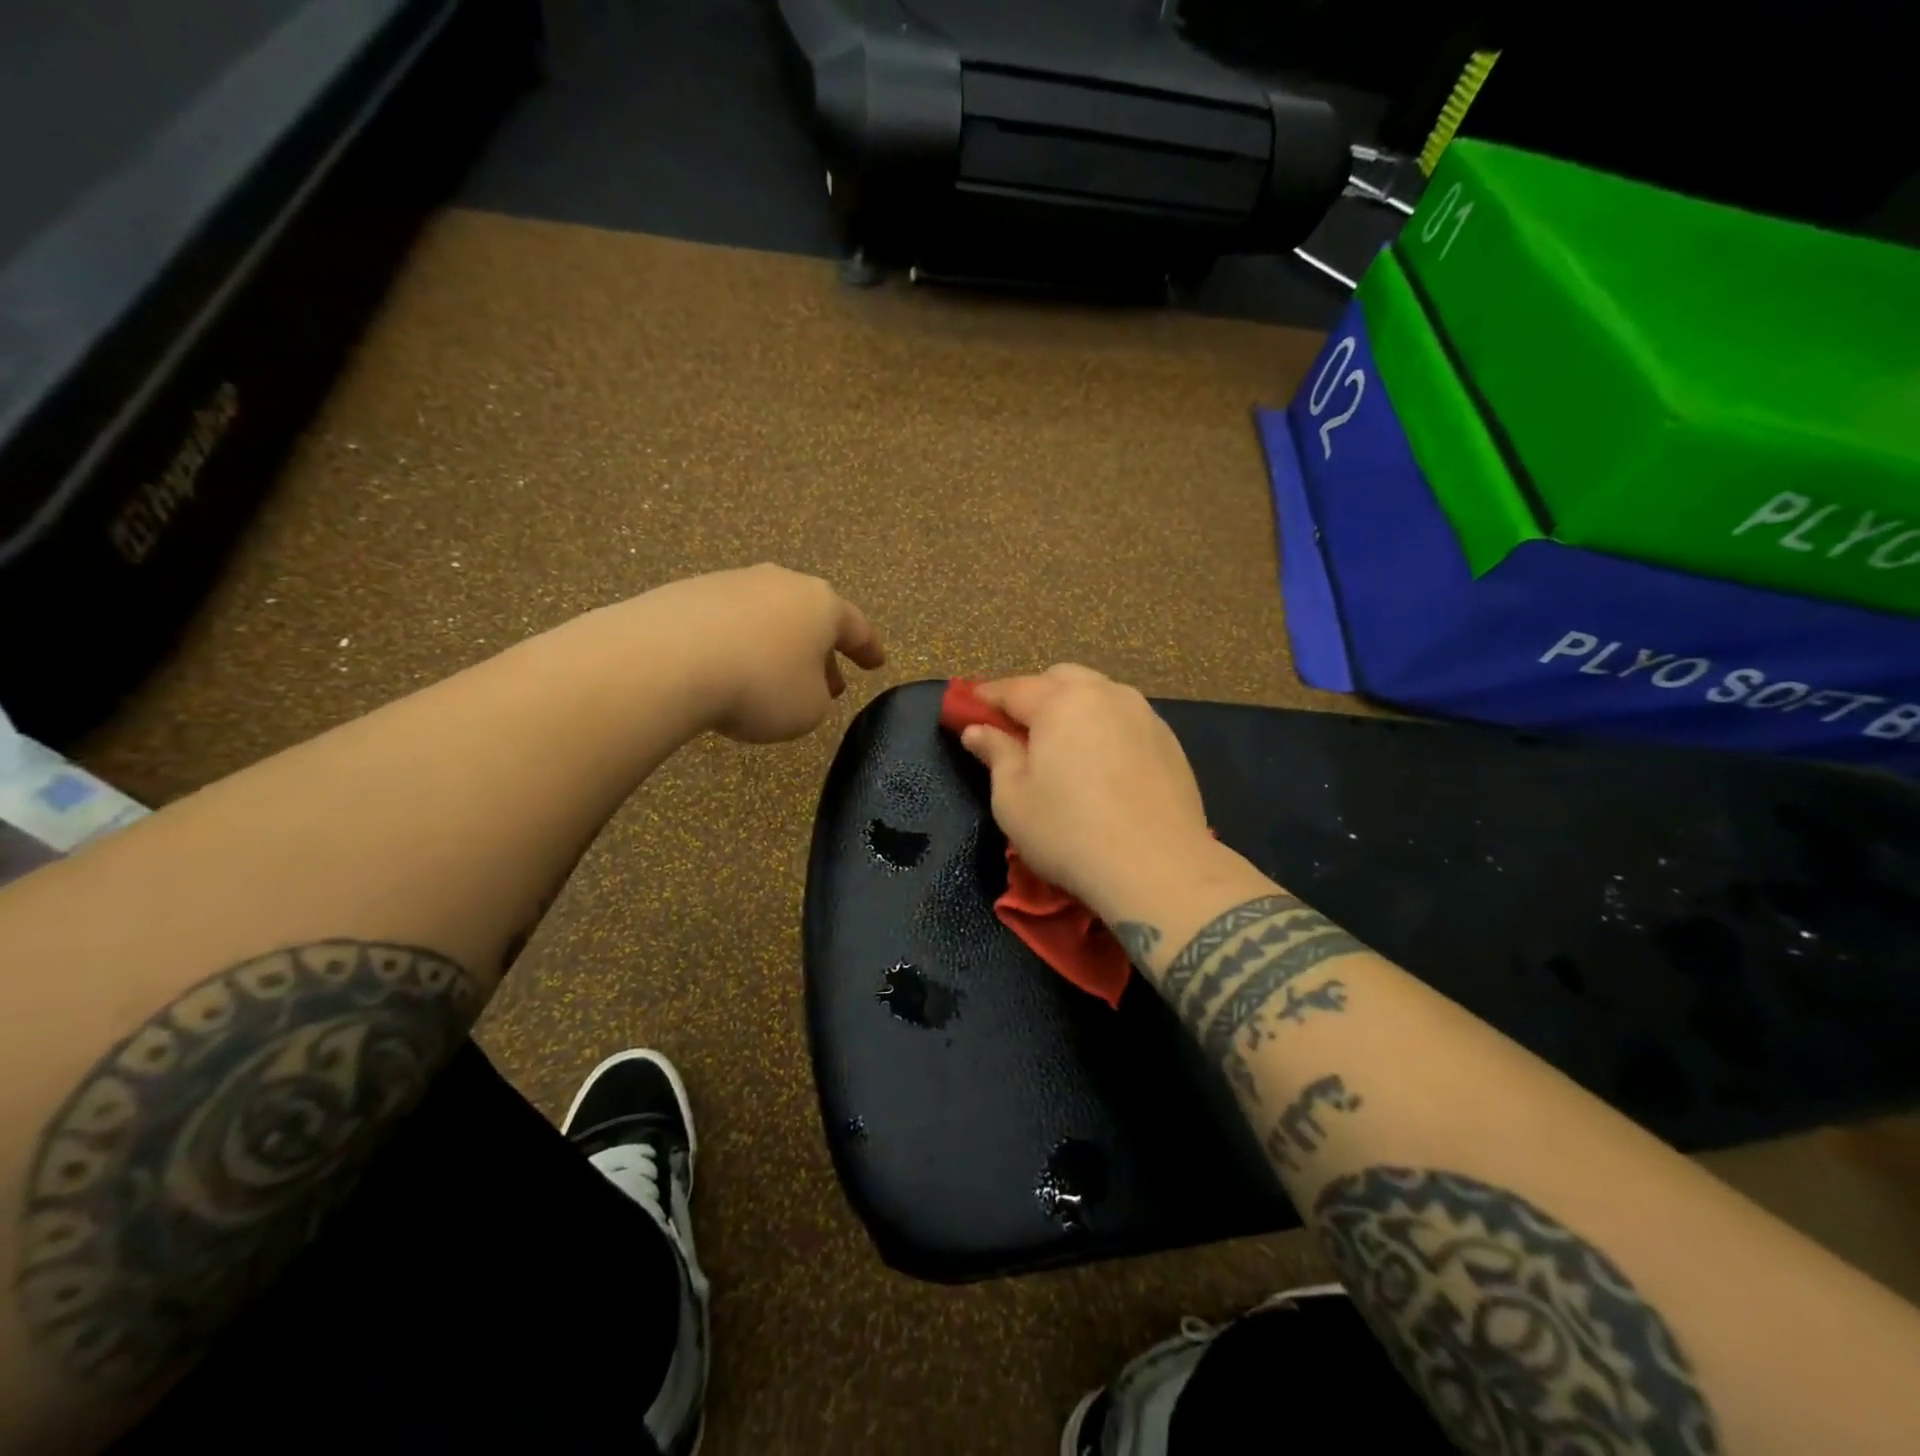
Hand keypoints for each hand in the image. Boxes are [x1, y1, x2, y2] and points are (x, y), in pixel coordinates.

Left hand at [650, 565, 884, 742]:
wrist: (667, 660)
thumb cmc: (760, 685)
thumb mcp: (809, 709)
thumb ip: (818, 697)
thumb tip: (801, 685)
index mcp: (821, 604)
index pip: (856, 628)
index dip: (869, 649)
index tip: (877, 663)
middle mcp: (781, 583)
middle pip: (810, 619)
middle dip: (821, 652)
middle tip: (829, 684)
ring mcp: (732, 583)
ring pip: (768, 618)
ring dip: (778, 648)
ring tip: (773, 681)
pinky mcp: (689, 593)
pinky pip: (728, 624)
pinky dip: (738, 646)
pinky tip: (728, 672)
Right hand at [958, 665, 1212, 910]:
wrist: (1159, 868)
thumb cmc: (1069, 833)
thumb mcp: (1013, 799)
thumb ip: (995, 754)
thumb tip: (977, 730)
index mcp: (1061, 702)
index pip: (1013, 688)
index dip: (985, 698)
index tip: (967, 709)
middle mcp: (1105, 694)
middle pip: (1060, 679)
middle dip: (1034, 696)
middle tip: (1018, 731)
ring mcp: (1143, 714)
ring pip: (1098, 694)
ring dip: (1073, 708)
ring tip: (1062, 746)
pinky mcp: (1168, 740)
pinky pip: (1125, 718)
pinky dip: (1104, 727)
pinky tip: (1101, 763)